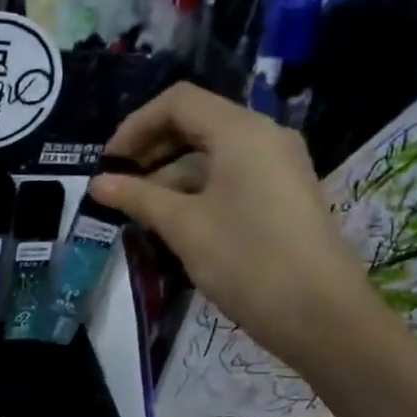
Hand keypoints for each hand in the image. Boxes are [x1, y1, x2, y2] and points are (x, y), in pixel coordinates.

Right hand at [91, 83, 381, 364]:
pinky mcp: (283, 195)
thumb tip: (97, 183)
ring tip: (139, 211)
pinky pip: (232, 176)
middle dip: (152, 150)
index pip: (178, 102)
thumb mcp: (183, 226)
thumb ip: (138, 198)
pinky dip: (198, 189)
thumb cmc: (246, 260)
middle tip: (119, 185)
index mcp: (241, 131)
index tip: (108, 163)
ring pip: (213, 154)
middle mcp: (264, 136)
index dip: (136, 125)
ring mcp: (279, 166)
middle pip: (197, 124)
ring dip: (171, 174)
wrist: (319, 314)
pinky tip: (174, 221)